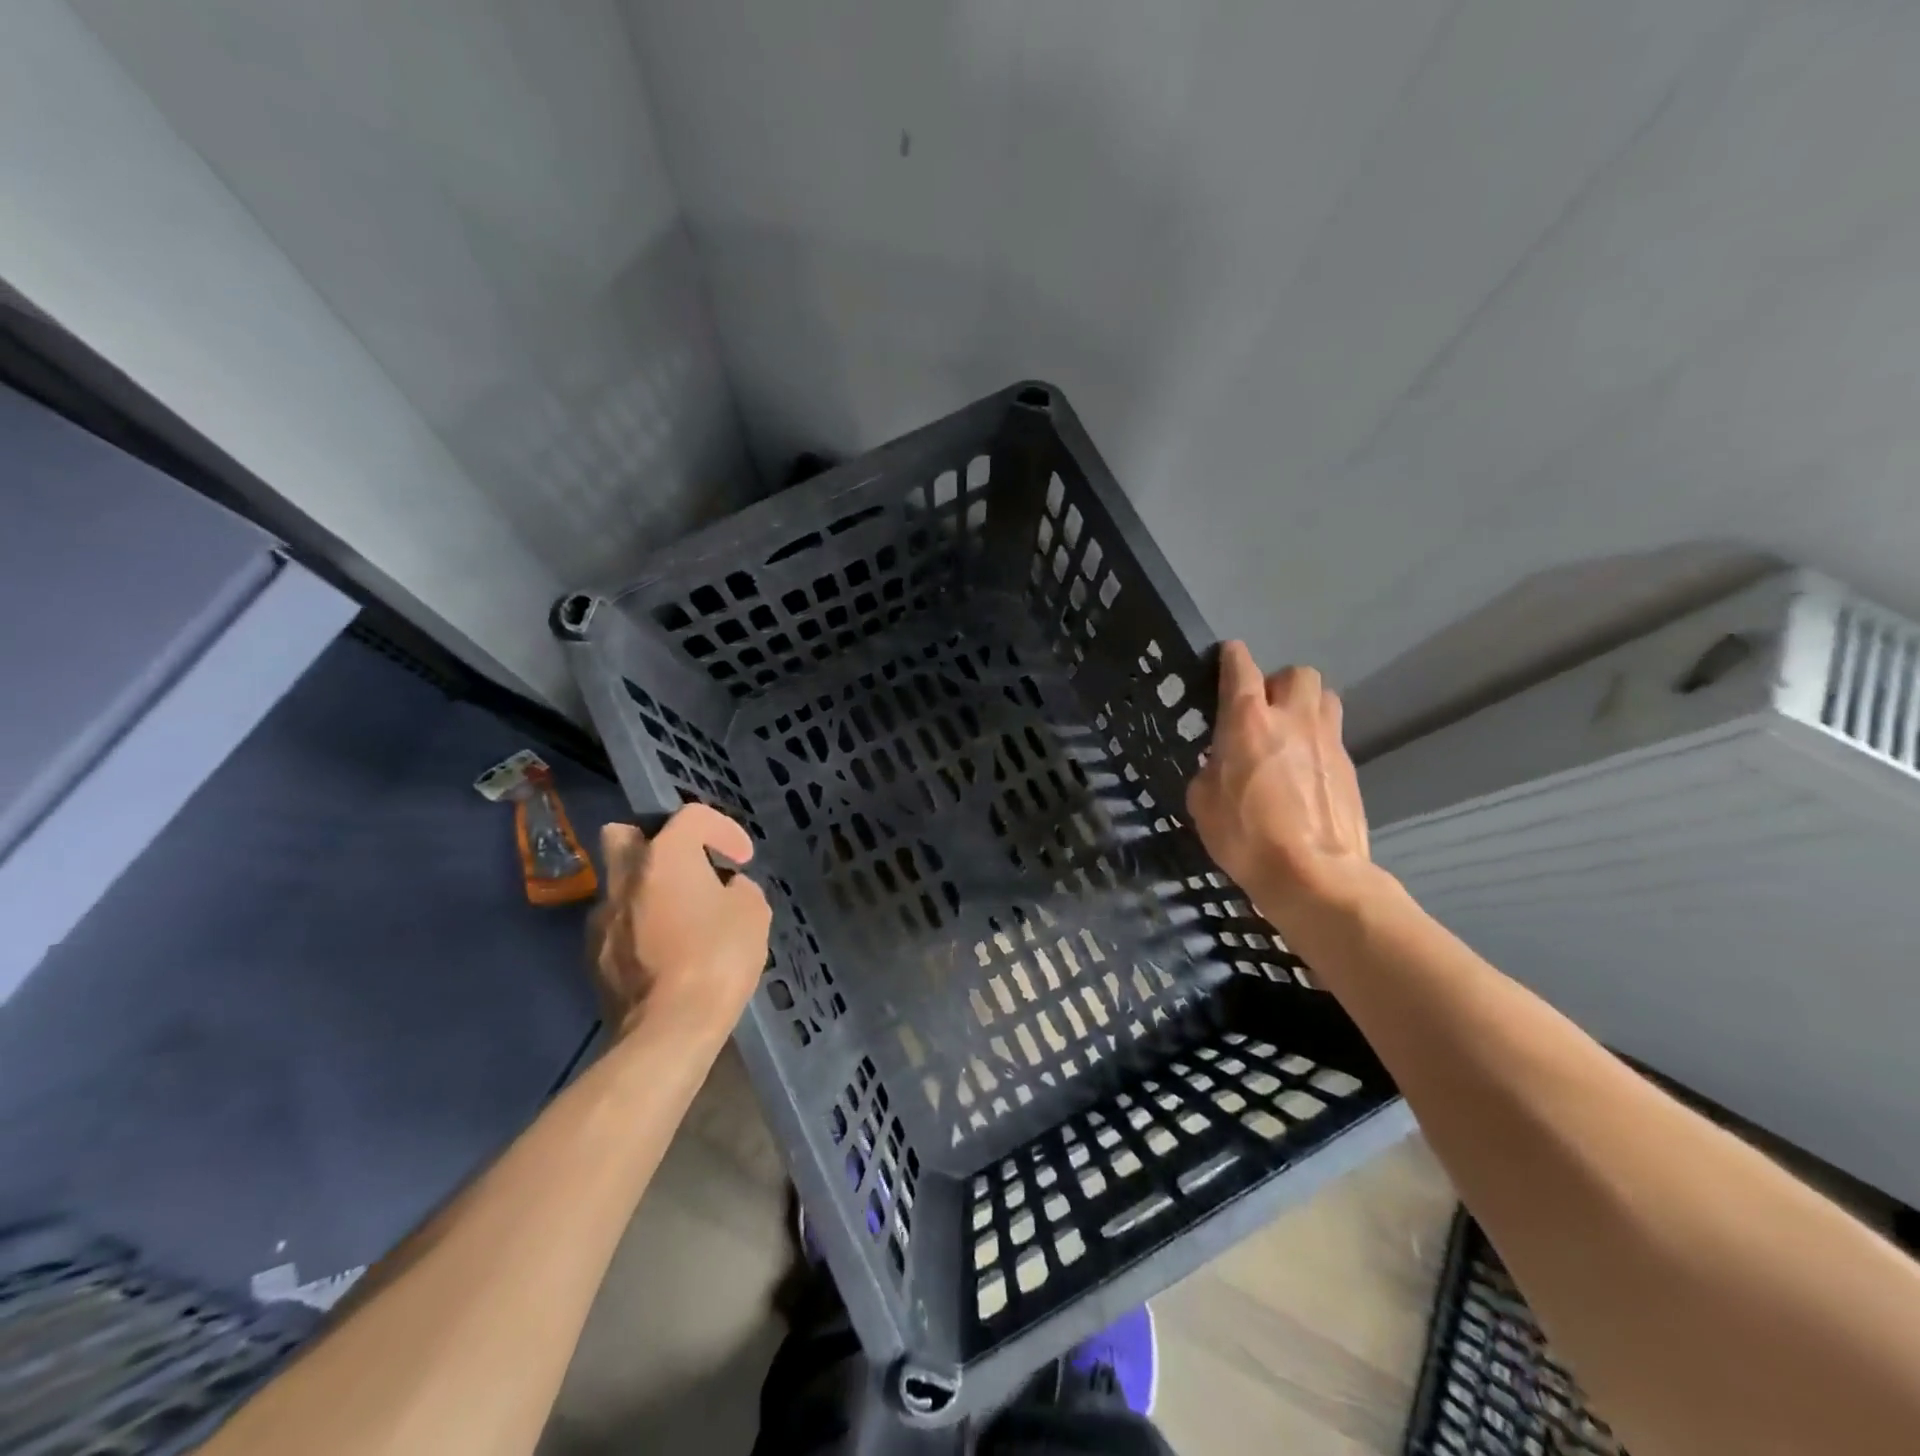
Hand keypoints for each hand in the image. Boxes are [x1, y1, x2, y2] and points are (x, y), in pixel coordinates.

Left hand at [590, 805, 771, 1039]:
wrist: (668, 1028)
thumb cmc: (718, 958)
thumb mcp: (753, 913)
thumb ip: (739, 889)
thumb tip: (725, 890)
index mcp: (665, 855)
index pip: (692, 816)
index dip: (723, 830)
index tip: (742, 859)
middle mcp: (624, 876)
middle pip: (625, 834)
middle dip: (654, 842)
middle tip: (686, 868)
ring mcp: (602, 917)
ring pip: (618, 883)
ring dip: (646, 889)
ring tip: (678, 916)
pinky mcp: (593, 955)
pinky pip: (616, 923)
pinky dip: (637, 925)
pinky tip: (663, 950)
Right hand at [1185, 642, 1373, 927]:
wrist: (1313, 876)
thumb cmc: (1246, 837)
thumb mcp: (1203, 802)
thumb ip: (1209, 769)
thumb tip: (1220, 764)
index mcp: (1247, 721)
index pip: (1240, 667)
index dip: (1231, 657)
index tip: (1225, 658)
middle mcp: (1292, 719)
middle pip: (1296, 673)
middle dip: (1277, 683)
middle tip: (1262, 710)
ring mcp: (1327, 741)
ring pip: (1324, 698)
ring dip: (1305, 706)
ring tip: (1289, 734)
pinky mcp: (1349, 767)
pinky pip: (1333, 737)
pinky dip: (1317, 744)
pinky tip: (1304, 774)